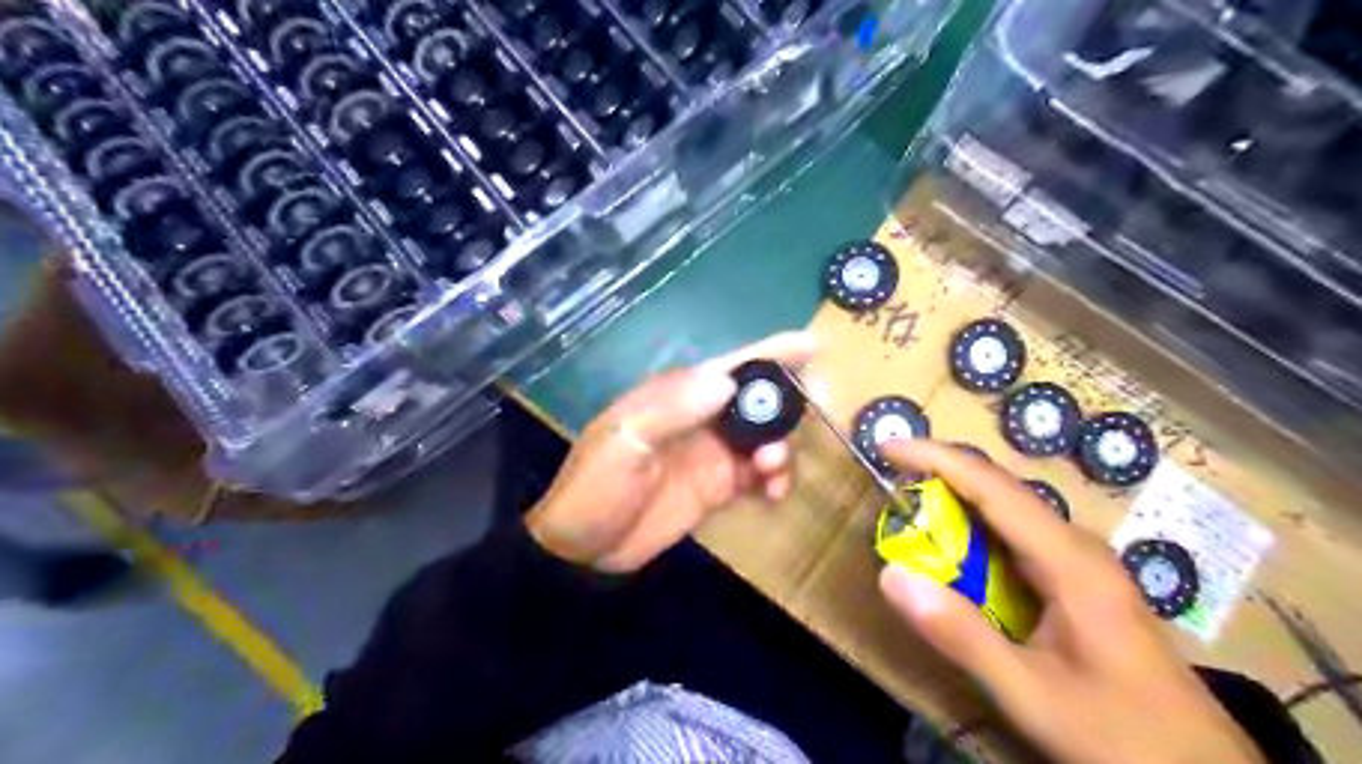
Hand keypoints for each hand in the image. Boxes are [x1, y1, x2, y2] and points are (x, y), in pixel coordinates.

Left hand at [525, 331, 812, 568]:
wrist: (583, 549)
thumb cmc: (596, 487)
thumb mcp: (624, 442)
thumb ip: (672, 410)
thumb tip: (727, 381)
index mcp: (678, 395)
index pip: (731, 365)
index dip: (772, 352)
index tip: (815, 347)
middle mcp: (701, 417)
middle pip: (758, 398)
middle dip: (789, 402)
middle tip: (818, 411)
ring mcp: (713, 452)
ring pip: (765, 437)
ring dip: (782, 447)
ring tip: (771, 469)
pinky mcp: (719, 486)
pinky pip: (760, 474)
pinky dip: (775, 479)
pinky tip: (773, 494)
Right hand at [878, 441, 1259, 762]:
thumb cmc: (1118, 733)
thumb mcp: (1029, 692)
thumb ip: (960, 634)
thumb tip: (892, 575)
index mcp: (1069, 560)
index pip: (992, 487)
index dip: (936, 458)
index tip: (888, 446)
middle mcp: (1078, 547)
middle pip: (1002, 489)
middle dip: (942, 473)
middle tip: (890, 476)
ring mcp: (1084, 564)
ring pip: (1011, 513)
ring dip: (959, 501)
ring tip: (912, 505)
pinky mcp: (1083, 583)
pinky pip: (1020, 539)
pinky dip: (977, 531)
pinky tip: (958, 551)